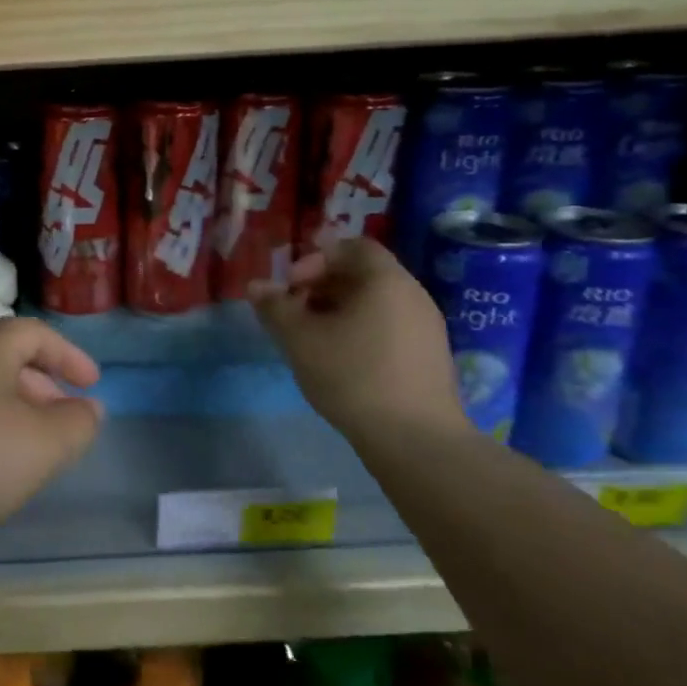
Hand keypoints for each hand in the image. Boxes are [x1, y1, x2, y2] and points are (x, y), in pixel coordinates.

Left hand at [0, 318, 103, 549]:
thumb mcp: (43, 445)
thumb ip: (77, 423)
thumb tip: (88, 408)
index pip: (34, 333)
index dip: (69, 356)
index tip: (92, 385)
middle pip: (4, 357)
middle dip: (42, 385)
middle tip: (64, 418)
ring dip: (12, 408)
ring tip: (30, 445)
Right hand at [250, 237, 463, 446]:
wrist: (415, 438)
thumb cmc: (352, 375)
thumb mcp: (299, 339)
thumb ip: (275, 307)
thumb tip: (257, 286)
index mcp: (385, 280)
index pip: (352, 247)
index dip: (315, 259)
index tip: (291, 287)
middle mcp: (412, 294)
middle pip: (362, 274)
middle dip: (322, 287)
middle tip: (295, 314)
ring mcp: (426, 327)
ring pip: (375, 303)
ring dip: (339, 312)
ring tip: (313, 340)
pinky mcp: (429, 356)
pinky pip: (389, 327)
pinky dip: (360, 331)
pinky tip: (341, 362)